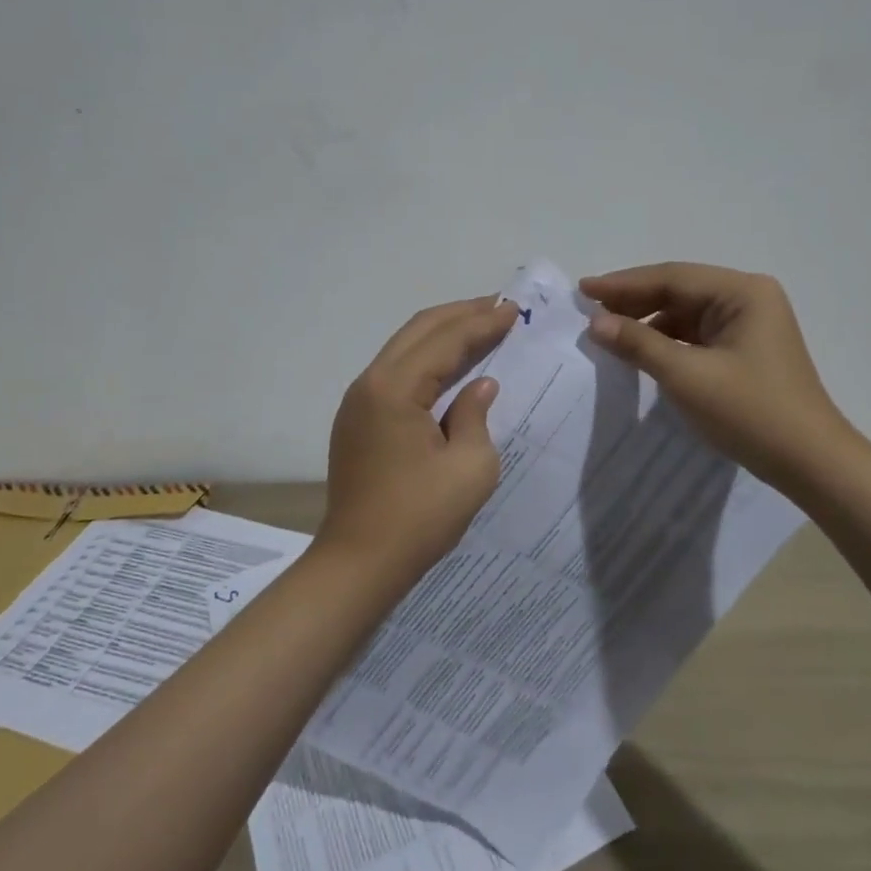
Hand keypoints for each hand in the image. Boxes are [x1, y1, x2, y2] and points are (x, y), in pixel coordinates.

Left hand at [322, 296, 520, 580]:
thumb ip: (476, 415)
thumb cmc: (419, 518)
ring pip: (404, 347)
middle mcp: (370, 383)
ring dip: (442, 332)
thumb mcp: (469, 468)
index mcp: (394, 389)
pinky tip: (449, 363)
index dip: (482, 323)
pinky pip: (396, 371)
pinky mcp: (357, 419)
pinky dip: (426, 357)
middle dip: (461, 314)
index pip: (445, 341)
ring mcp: (358, 401)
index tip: (514, 309)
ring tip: (479, 324)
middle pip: (419, 330)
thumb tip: (479, 385)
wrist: (358, 564)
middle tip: (499, 306)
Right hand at [580, 263, 858, 492]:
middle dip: (634, 301)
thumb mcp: (687, 376)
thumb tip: (595, 323)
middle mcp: (748, 298)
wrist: (811, 463)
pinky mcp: (746, 348)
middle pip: (680, 290)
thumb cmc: (750, 412)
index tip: (583, 290)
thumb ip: (639, 343)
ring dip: (649, 322)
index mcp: (742, 292)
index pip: (672, 278)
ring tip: (608, 331)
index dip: (623, 284)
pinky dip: (667, 340)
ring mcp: (750, 323)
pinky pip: (697, 334)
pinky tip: (641, 350)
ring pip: (686, 313)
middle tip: (589, 309)